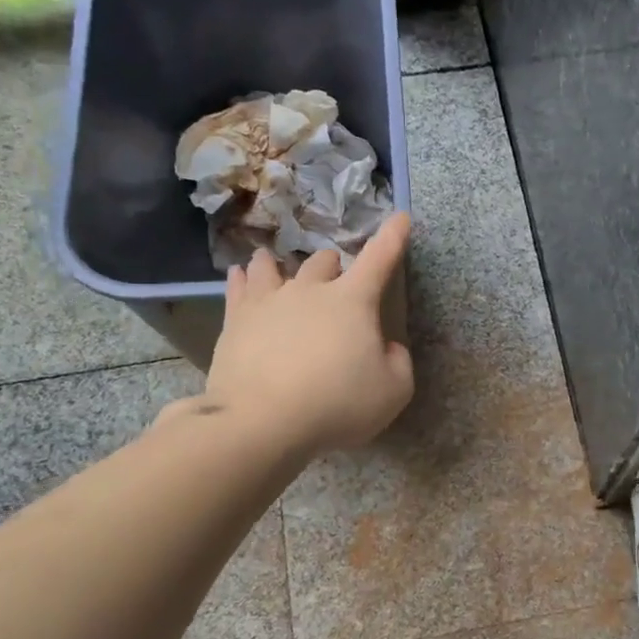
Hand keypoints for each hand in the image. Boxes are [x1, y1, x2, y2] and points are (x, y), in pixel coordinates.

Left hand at [193, 214, 415, 453]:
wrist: (263, 421)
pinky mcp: (237, 320)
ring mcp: (269, 301)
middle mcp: (310, 290)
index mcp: (352, 301)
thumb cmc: (338, 404)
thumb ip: (398, 362)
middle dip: (333, 267)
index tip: (401, 218)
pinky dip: (243, 278)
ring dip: (282, 265)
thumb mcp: (393, 391)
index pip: (379, 259)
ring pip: (274, 267)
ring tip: (278, 266)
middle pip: (323, 263)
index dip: (393, 238)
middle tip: (336, 280)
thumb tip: (386, 346)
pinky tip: (240, 275)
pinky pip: (239, 287)